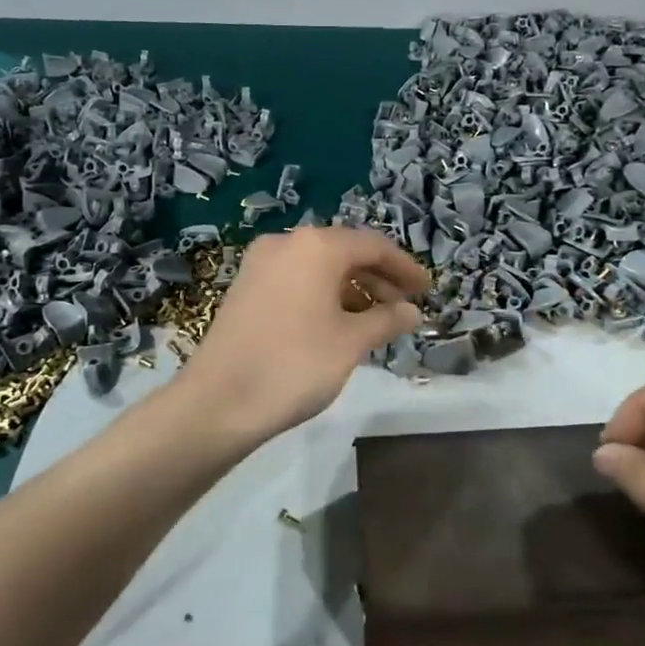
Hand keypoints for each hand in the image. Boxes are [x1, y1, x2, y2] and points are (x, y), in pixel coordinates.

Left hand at [175, 226, 427, 444]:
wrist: (218, 402)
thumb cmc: (295, 365)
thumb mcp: (351, 343)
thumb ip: (387, 320)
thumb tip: (412, 312)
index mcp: (316, 246)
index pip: (373, 245)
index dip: (405, 267)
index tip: (426, 290)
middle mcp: (287, 243)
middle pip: (344, 252)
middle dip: (378, 278)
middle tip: (403, 308)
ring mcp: (260, 264)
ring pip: (319, 267)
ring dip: (351, 289)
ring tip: (374, 322)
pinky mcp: (245, 287)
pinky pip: (296, 280)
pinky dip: (323, 295)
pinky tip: (337, 325)